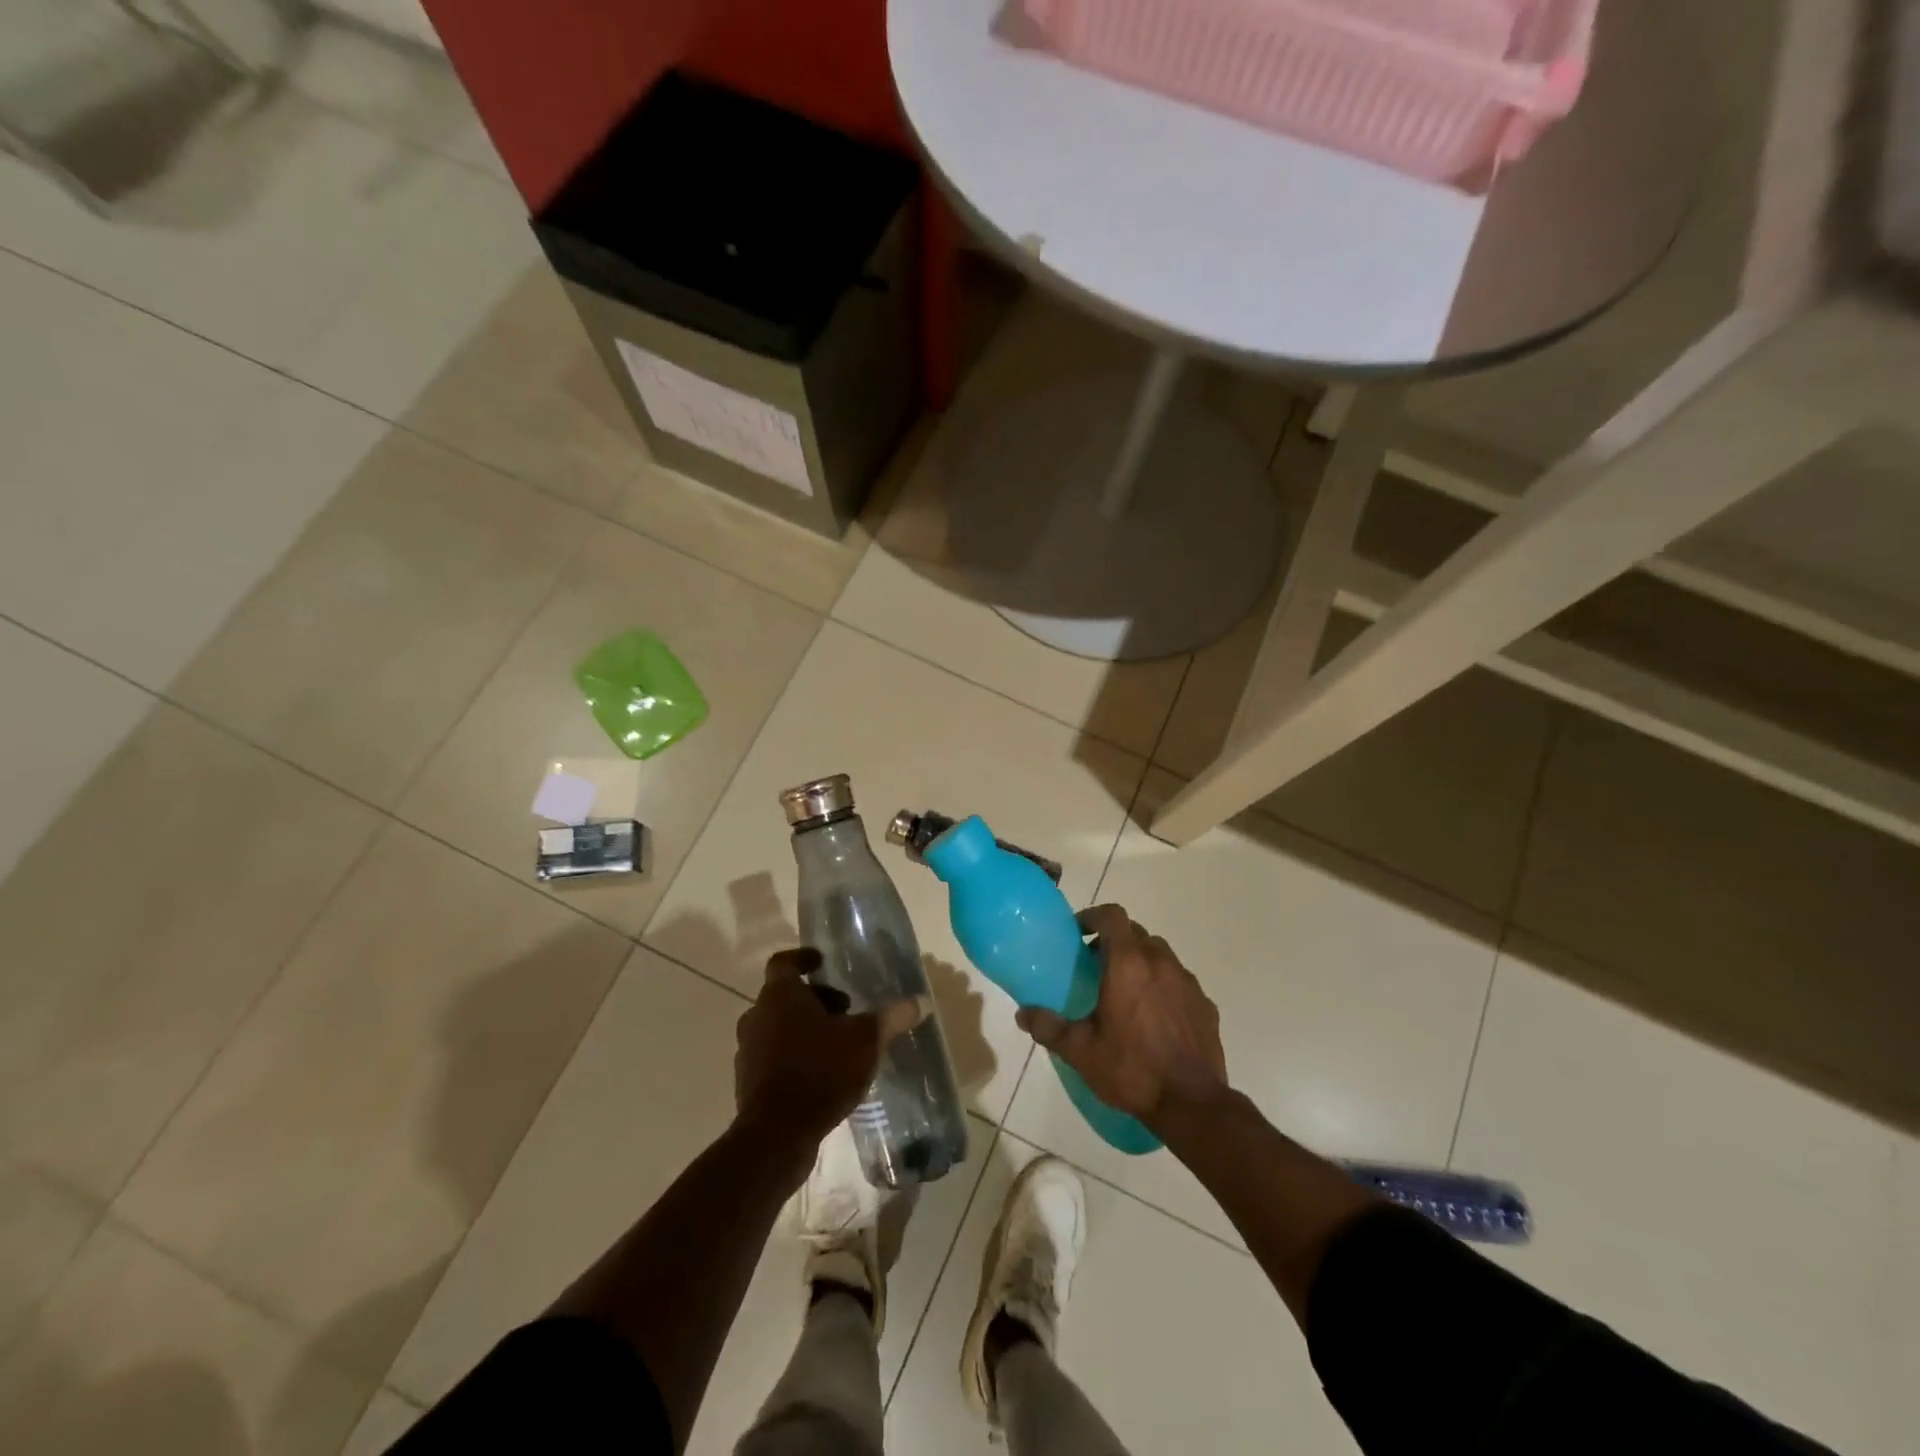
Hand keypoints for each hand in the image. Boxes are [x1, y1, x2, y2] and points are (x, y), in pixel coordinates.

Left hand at [734, 948, 927, 1147]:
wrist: (776, 1135)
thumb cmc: (820, 1071)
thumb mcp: (865, 1040)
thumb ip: (891, 1017)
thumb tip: (921, 1001)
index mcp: (779, 995)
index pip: (783, 962)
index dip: (803, 958)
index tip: (822, 962)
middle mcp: (757, 1016)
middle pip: (783, 996)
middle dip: (814, 999)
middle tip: (844, 1010)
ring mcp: (748, 1051)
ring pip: (776, 1028)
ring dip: (802, 1030)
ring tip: (836, 1044)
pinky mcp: (747, 1083)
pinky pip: (772, 1059)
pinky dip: (793, 1059)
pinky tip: (821, 1076)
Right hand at [1017, 905, 1228, 1128]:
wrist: (1191, 1104)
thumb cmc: (1131, 1069)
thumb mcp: (1080, 1051)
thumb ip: (1048, 1027)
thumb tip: (1022, 1014)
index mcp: (1127, 963)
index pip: (1112, 916)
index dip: (1093, 916)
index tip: (1078, 933)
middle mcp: (1160, 962)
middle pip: (1136, 933)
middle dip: (1114, 941)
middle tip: (1095, 965)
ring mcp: (1187, 982)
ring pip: (1160, 954)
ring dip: (1140, 961)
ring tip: (1125, 990)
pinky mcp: (1205, 1004)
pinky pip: (1179, 981)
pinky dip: (1163, 986)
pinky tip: (1154, 1016)